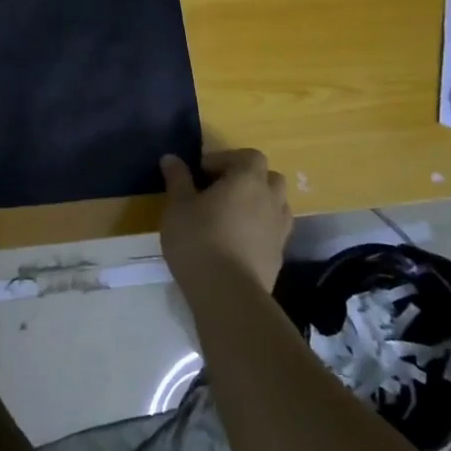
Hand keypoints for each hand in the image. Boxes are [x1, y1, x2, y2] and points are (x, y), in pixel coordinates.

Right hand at [158, 148, 291, 293]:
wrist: (228, 295)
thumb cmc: (199, 240)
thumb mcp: (178, 206)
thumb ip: (178, 179)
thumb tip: (171, 158)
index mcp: (248, 180)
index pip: (249, 156)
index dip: (226, 159)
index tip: (202, 173)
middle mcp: (270, 200)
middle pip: (269, 178)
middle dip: (248, 179)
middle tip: (220, 191)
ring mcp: (279, 230)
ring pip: (276, 205)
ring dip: (257, 204)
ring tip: (230, 216)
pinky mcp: (279, 257)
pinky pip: (273, 232)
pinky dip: (260, 230)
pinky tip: (237, 242)